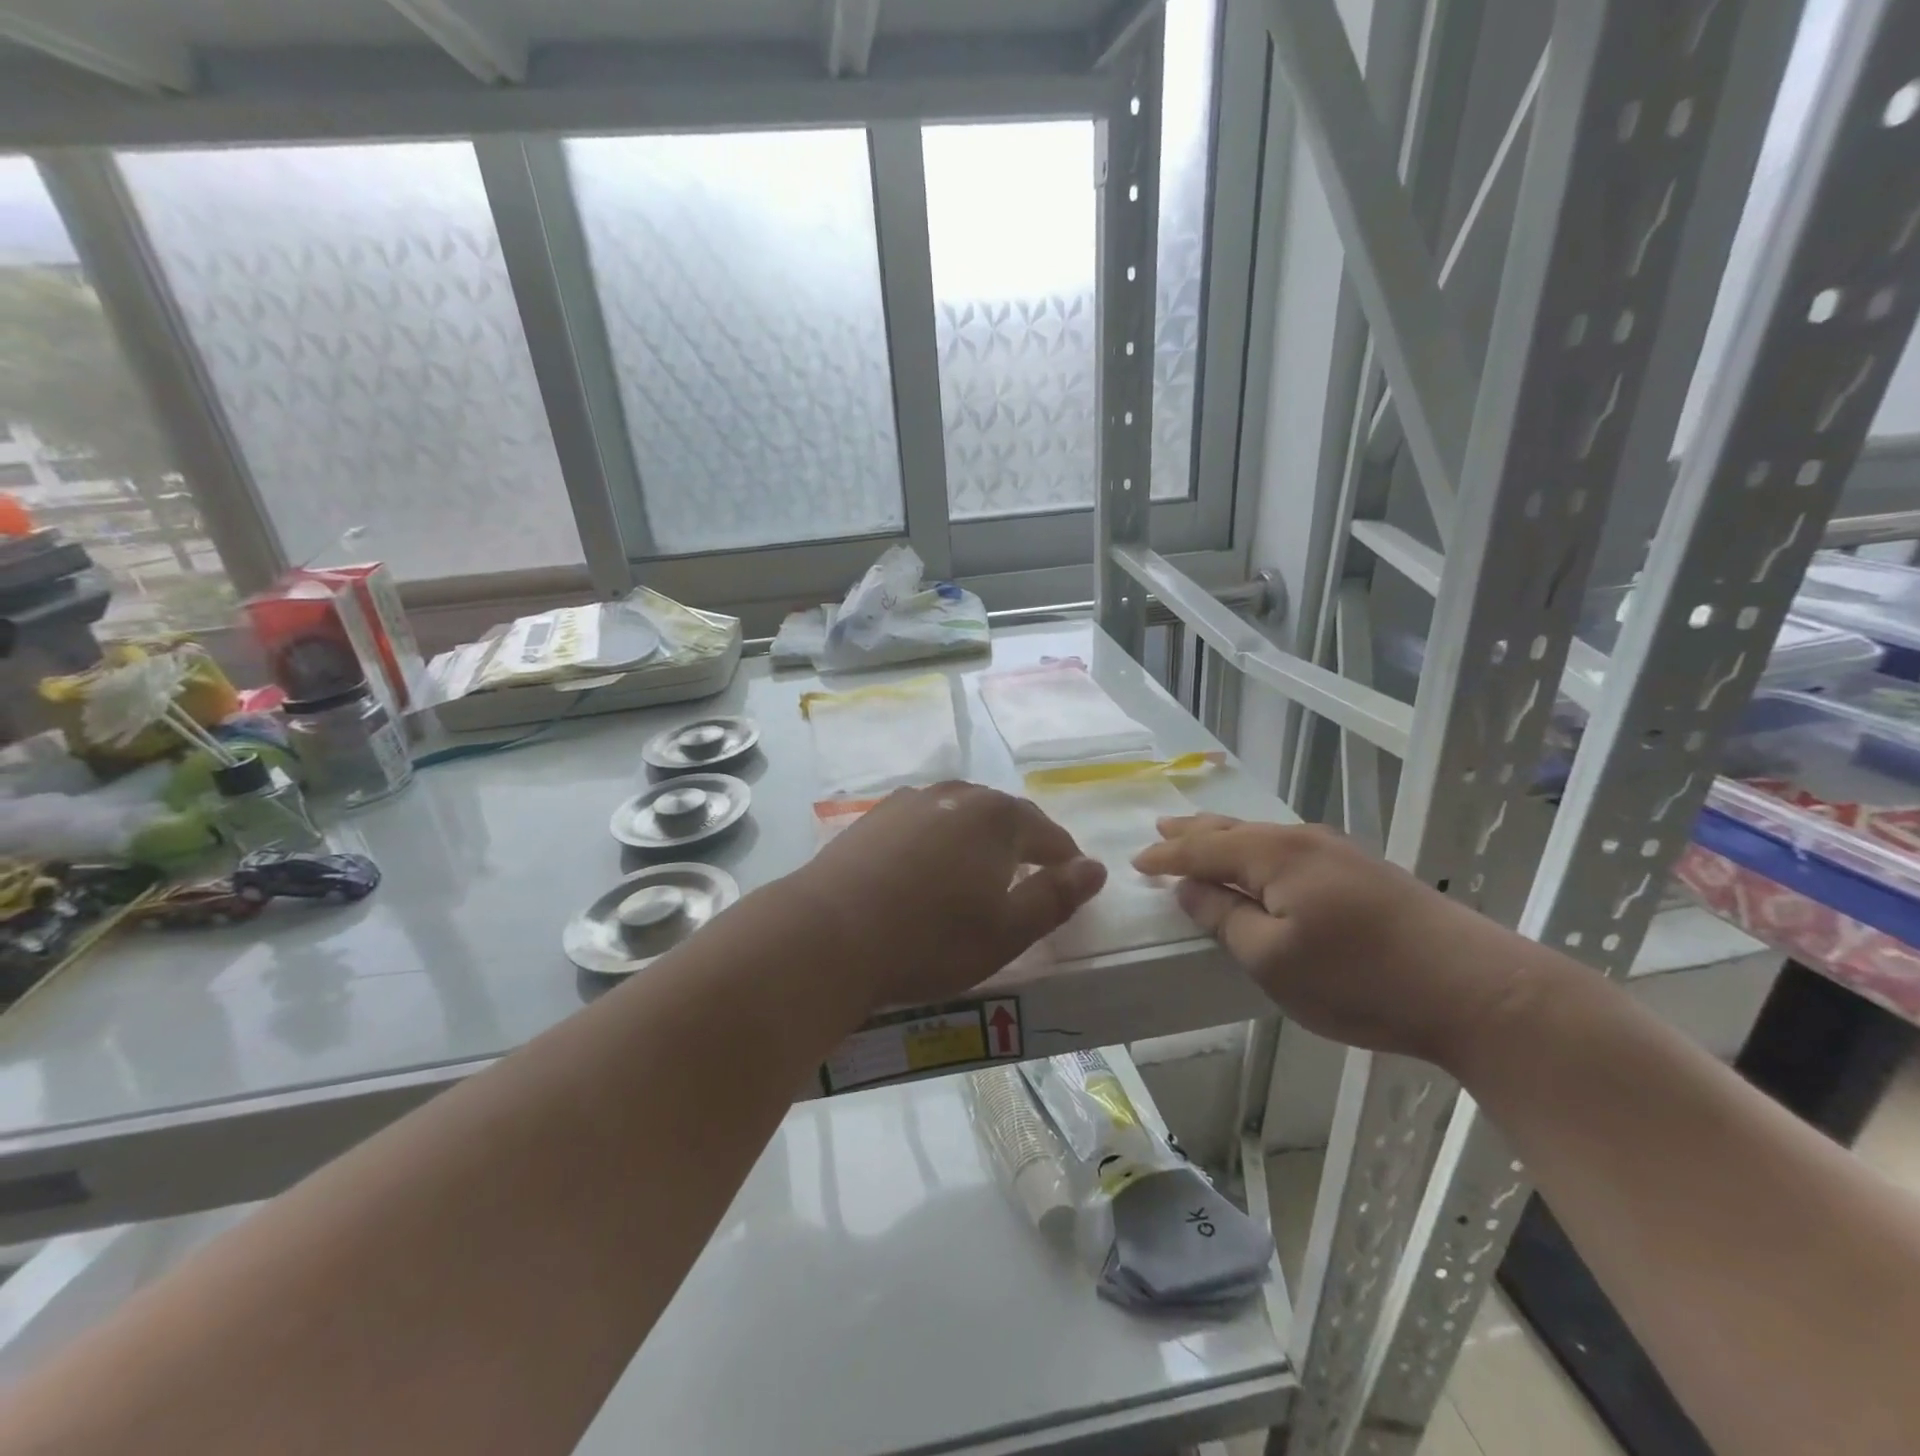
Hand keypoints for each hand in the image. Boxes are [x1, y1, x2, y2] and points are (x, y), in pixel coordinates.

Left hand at [799, 782, 1107, 1011]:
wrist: (829, 934)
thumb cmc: (930, 939)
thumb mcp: (1008, 930)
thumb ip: (1057, 896)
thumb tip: (1095, 868)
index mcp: (997, 817)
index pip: (1047, 833)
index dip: (1065, 858)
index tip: (1073, 881)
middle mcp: (956, 795)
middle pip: (1004, 816)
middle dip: (1023, 843)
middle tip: (1029, 878)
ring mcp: (910, 801)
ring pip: (960, 814)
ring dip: (978, 839)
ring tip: (979, 871)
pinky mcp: (874, 817)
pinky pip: (924, 822)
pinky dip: (938, 840)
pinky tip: (927, 866)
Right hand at [1133, 816, 1524, 1066]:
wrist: (1477, 989)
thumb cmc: (1360, 979)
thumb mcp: (1273, 960)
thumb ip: (1225, 919)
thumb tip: (1190, 889)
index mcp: (1274, 855)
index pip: (1203, 848)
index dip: (1167, 855)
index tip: (1136, 861)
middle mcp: (1303, 841)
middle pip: (1233, 829)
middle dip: (1193, 831)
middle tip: (1161, 827)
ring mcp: (1338, 852)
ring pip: (1263, 836)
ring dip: (1225, 837)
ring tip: (1200, 836)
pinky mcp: (1364, 871)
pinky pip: (1289, 848)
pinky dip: (1257, 850)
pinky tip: (1261, 861)